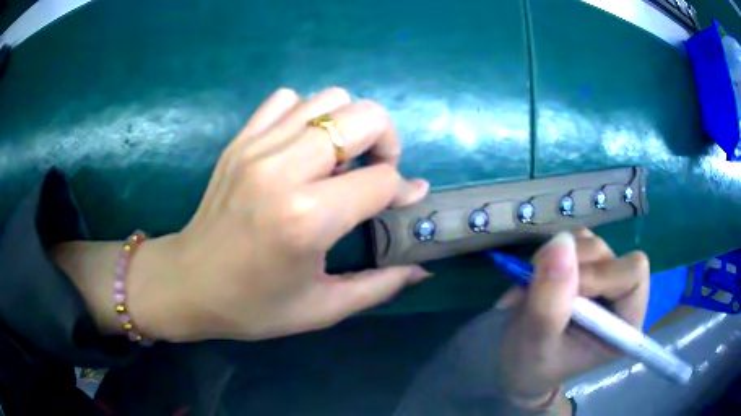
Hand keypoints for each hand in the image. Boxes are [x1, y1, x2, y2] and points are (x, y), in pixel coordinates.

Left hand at [56, 87, 430, 341]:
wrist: (188, 283)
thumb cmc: (253, 306)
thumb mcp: (322, 309)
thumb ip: (380, 286)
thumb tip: (422, 269)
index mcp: (308, 219)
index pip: (383, 179)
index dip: (402, 190)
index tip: (401, 203)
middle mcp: (284, 170)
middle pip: (364, 117)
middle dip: (385, 141)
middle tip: (373, 171)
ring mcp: (257, 147)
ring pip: (328, 99)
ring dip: (347, 125)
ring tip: (338, 160)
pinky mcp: (240, 140)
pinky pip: (287, 100)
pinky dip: (306, 115)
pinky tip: (301, 147)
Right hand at [495, 228, 649, 412]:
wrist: (519, 365)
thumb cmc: (532, 367)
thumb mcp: (536, 345)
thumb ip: (549, 303)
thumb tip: (561, 242)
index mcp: (624, 322)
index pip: (633, 274)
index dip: (599, 276)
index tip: (564, 296)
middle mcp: (621, 295)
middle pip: (610, 255)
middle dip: (572, 268)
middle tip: (539, 289)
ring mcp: (604, 276)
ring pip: (590, 243)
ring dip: (557, 259)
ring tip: (534, 289)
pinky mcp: (587, 265)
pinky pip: (575, 240)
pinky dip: (552, 254)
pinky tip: (539, 278)